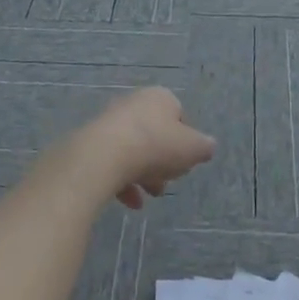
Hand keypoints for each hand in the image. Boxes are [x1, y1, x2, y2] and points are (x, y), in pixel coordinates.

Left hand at [80, 87, 216, 208]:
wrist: (105, 155)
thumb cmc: (156, 146)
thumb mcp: (194, 148)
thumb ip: (204, 147)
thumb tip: (206, 146)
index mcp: (160, 97)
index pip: (179, 116)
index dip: (185, 142)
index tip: (185, 162)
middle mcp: (134, 103)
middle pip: (155, 135)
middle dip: (163, 162)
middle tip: (167, 182)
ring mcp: (110, 122)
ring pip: (134, 150)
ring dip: (144, 174)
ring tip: (150, 195)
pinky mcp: (92, 142)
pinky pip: (113, 162)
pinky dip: (123, 182)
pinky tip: (131, 201)